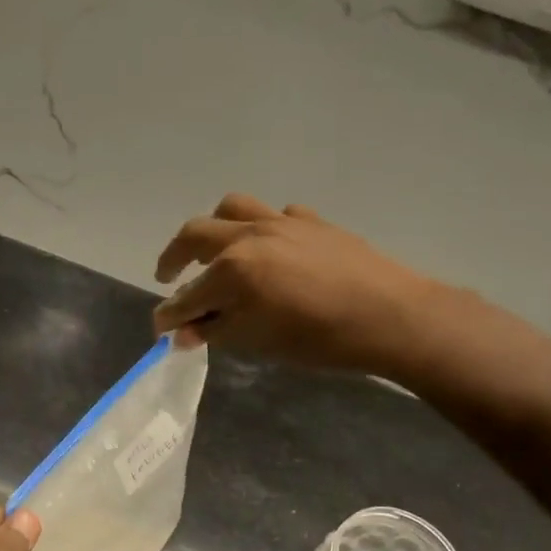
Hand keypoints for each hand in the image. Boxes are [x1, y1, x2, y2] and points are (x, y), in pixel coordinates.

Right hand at [153, 194, 430, 372]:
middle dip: (174, 257)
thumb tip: (184, 333)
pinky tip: (271, 250)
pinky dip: (262, 230)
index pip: (187, 295)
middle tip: (168, 276)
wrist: (390, 315)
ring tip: (214, 250)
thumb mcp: (259, 341)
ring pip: (232, 209)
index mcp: (232, 269)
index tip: (160, 329)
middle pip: (196, 235)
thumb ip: (216, 331)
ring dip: (214, 229)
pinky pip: (276, 216)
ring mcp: (282, 222)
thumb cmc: (319, 338)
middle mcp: (249, 236)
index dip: (169, 315)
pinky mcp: (312, 221)